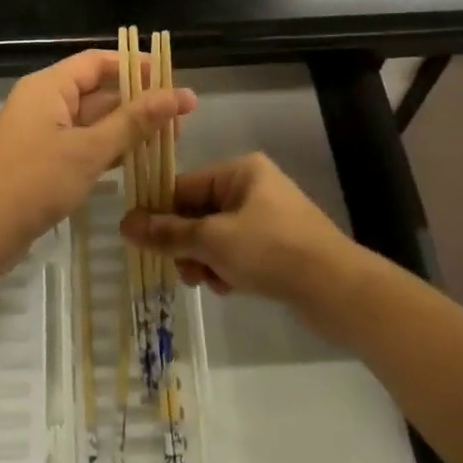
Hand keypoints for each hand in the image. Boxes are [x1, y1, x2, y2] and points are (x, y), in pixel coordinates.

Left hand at [0, 48, 196, 266]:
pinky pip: (81, 143)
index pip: (97, 62)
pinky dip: (108, 148)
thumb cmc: (35, 181)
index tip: (171, 78)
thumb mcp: (89, 150)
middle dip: (137, 102)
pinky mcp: (42, 160)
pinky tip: (137, 160)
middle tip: (180, 117)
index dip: (135, 66)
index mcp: (48, 87)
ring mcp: (41, 132)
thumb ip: (134, 122)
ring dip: (126, 128)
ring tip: (169, 139)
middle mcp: (44, 102)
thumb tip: (179, 94)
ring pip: (92, 120)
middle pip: (97, 90)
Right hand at [121, 153, 361, 320]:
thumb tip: (125, 223)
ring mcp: (268, 217)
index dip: (160, 213)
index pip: (184, 185)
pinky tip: (229, 288)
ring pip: (216, 235)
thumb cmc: (271, 251)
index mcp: (240, 171)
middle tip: (183, 270)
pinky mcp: (278, 245)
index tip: (141, 240)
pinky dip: (227, 267)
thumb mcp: (213, 241)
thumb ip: (168, 233)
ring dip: (205, 259)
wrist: (338, 290)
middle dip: (187, 243)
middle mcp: (254, 187)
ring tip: (208, 282)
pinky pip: (237, 251)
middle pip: (198, 212)